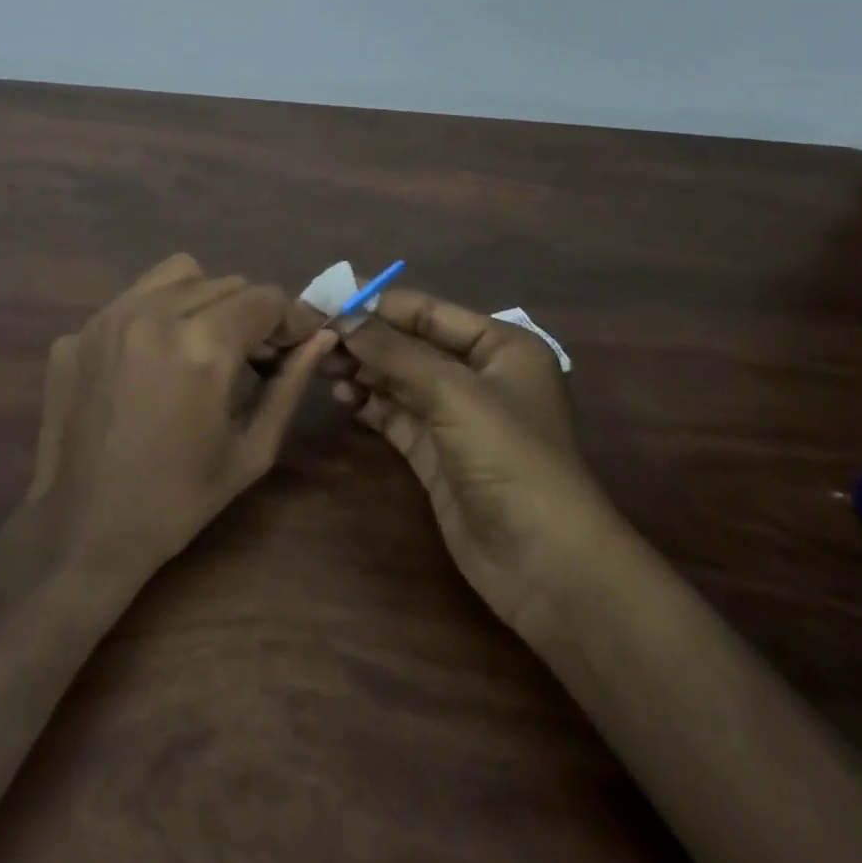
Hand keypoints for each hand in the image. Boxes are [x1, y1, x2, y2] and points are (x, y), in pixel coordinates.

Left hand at [25, 254, 336, 581]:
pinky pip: (129, 303)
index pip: (264, 297)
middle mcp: (153, 315)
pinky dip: (151, 319)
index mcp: (203, 346)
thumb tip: (319, 338)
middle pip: (223, 281)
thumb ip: (289, 385)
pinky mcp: (75, 332)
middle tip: (247, 357)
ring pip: (174, 276)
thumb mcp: (250, 450)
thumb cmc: (178, 500)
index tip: (287, 348)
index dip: (287, 320)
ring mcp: (106, 319)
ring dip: (200, 300)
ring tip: (197, 346)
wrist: (83, 529)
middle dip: (247, 312)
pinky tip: (145, 366)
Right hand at [332, 289, 614, 628]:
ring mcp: (456, 416)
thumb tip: (342, 315)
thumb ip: (394, 352)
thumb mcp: (453, 393)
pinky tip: (341, 397)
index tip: (326, 298)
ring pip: (398, 379)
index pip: (427, 311)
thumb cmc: (510, 458)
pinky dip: (368, 403)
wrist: (546, 565)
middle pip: (409, 344)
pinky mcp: (436, 452)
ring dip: (362, 370)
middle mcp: (479, 375)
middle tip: (315, 336)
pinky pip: (395, 414)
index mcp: (500, 346)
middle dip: (365, 339)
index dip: (376, 303)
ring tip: (322, 366)